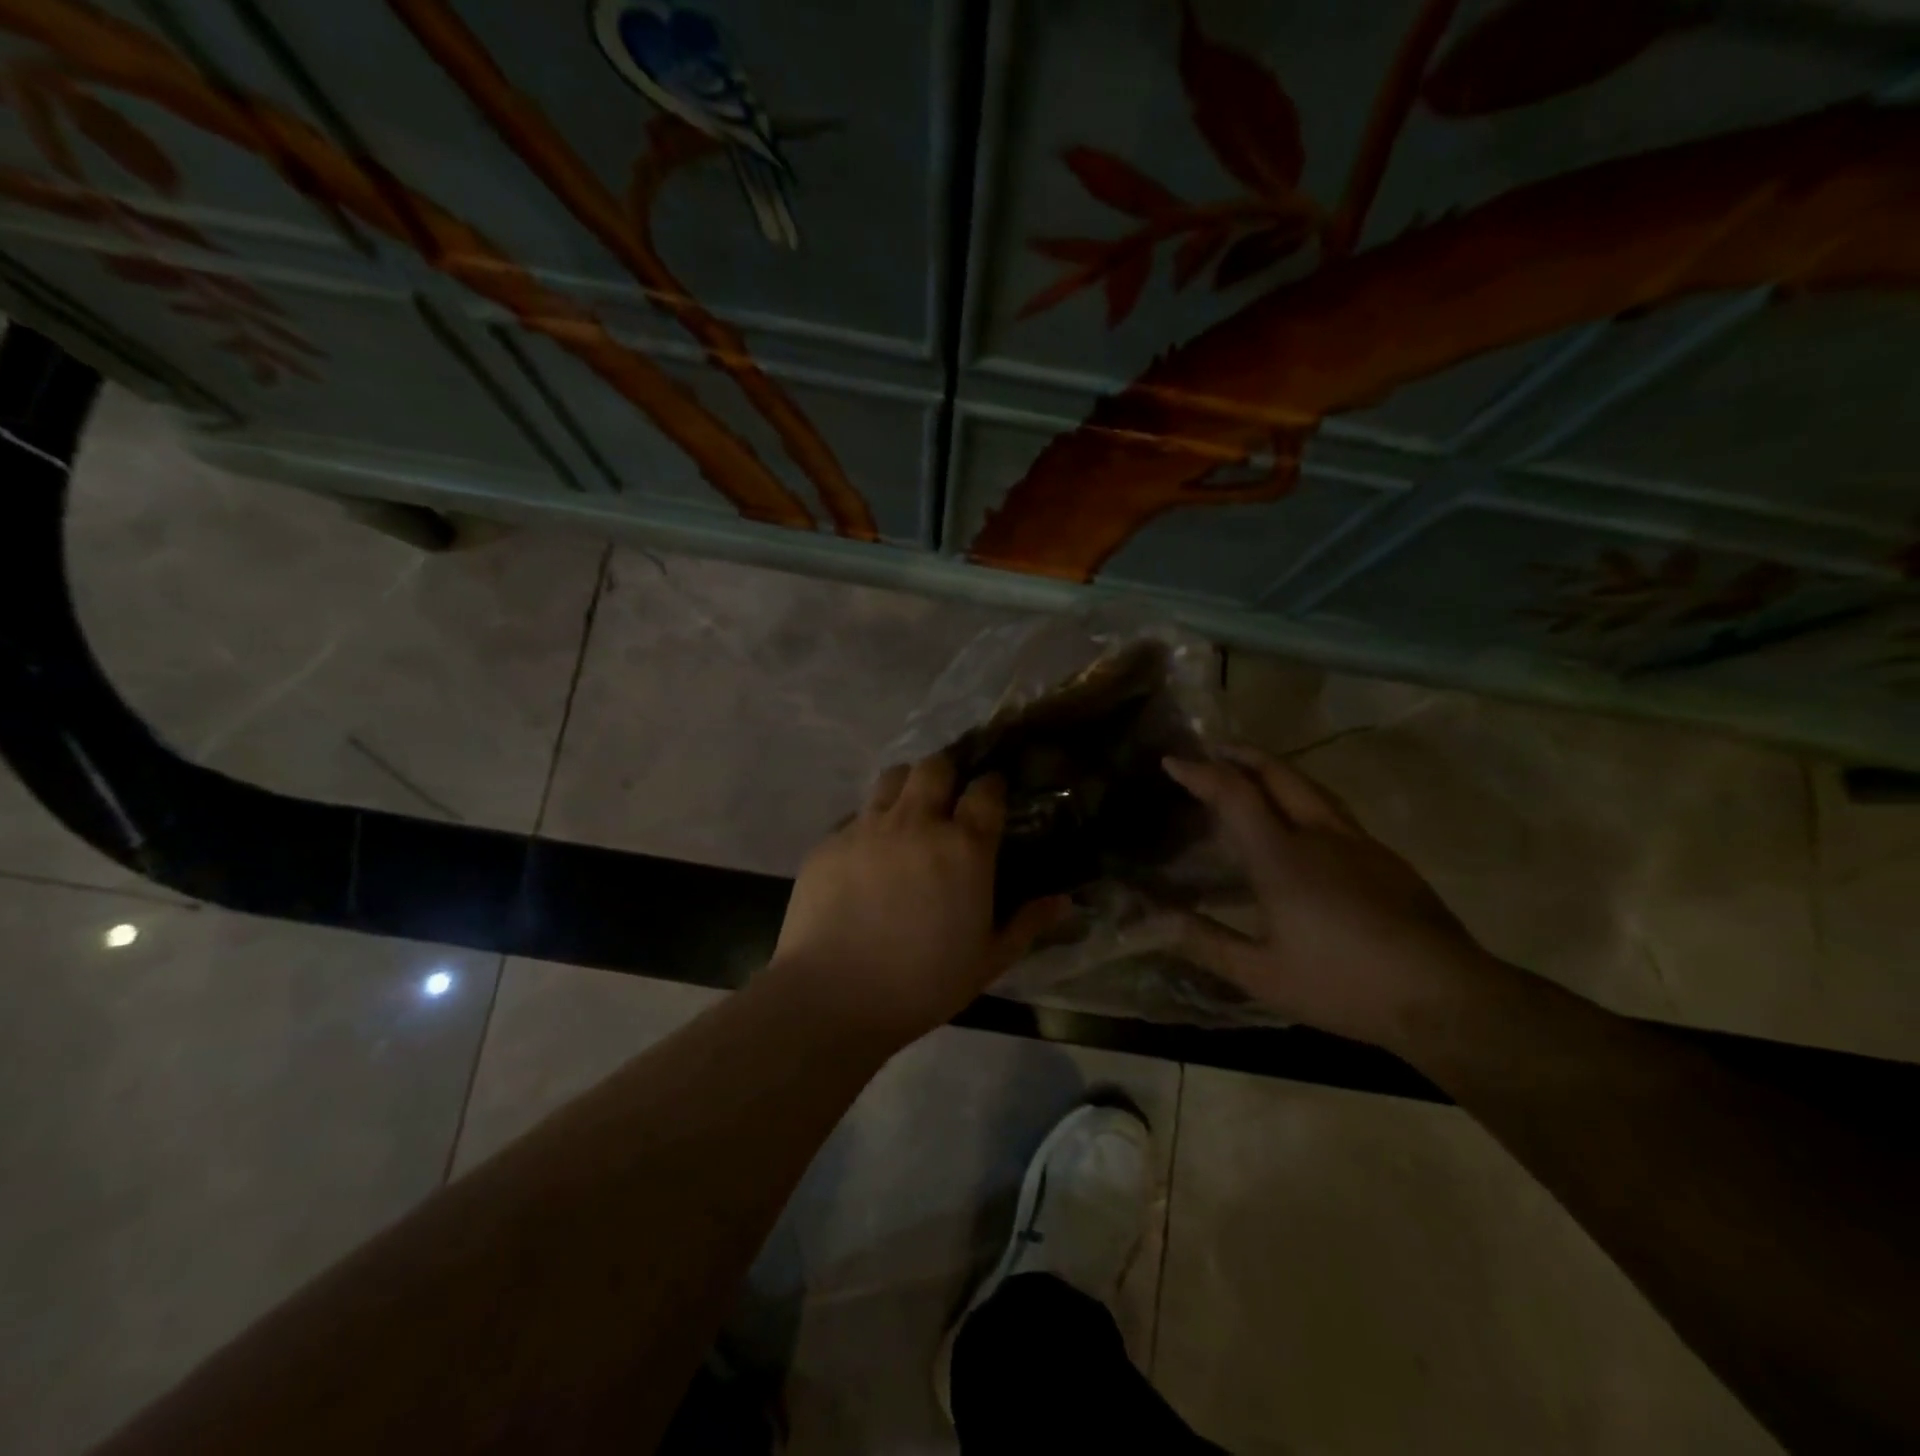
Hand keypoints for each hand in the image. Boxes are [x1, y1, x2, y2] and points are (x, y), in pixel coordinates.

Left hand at [768, 753, 1065, 1046]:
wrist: (834, 997)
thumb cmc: (923, 983)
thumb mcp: (988, 961)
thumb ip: (1028, 924)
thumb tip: (1064, 901)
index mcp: (964, 848)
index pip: (986, 790)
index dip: (992, 785)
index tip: (993, 793)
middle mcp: (917, 823)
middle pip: (935, 767)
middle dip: (947, 773)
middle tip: (948, 798)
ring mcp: (868, 828)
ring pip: (892, 778)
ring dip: (906, 787)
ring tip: (908, 814)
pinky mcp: (829, 842)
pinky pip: (855, 815)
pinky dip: (868, 823)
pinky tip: (867, 854)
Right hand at [1162, 746, 1490, 1045]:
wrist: (1446, 996)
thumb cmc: (1343, 984)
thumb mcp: (1262, 974)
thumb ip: (1205, 941)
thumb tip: (1152, 919)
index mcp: (1282, 857)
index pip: (1234, 794)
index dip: (1200, 773)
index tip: (1172, 761)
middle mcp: (1318, 834)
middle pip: (1277, 774)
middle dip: (1240, 755)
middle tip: (1213, 750)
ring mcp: (1358, 842)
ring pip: (1310, 786)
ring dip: (1274, 771)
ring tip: (1252, 774)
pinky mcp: (1385, 857)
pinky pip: (1332, 810)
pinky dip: (1302, 797)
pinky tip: (1302, 824)